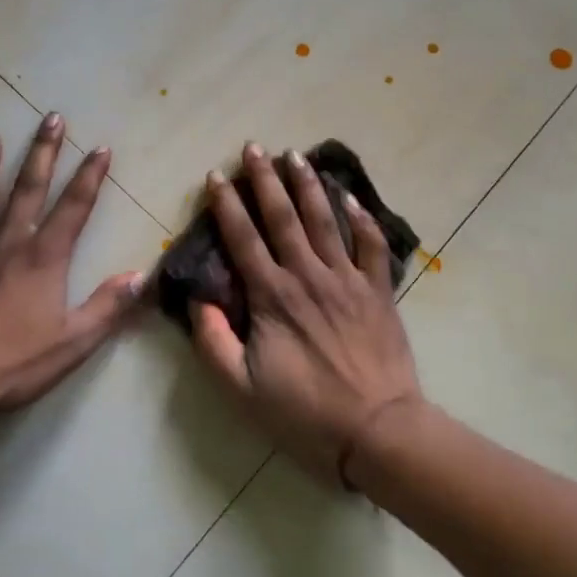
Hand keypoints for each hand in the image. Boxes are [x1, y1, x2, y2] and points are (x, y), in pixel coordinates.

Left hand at [0, 114, 143, 421]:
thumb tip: (141, 276)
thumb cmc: (13, 364)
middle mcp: (7, 246)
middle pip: (28, 190)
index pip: (74, 208)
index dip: (90, 177)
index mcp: (43, 259)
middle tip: (51, 118)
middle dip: (43, 152)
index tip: (101, 148)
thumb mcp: (73, 342)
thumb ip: (108, 307)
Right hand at [191, 142, 425, 485]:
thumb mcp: (241, 389)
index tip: (216, 175)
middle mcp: (308, 275)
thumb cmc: (305, 413)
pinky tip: (350, 197)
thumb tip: (198, 300)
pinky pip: (372, 245)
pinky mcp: (379, 291)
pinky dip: (362, 218)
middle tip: (254, 146)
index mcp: (272, 296)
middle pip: (283, 217)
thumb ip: (213, 342)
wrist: (377, 430)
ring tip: (296, 155)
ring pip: (325, 220)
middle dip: (266, 179)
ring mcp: (348, 279)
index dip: (227, 204)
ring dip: (308, 185)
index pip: (243, 238)